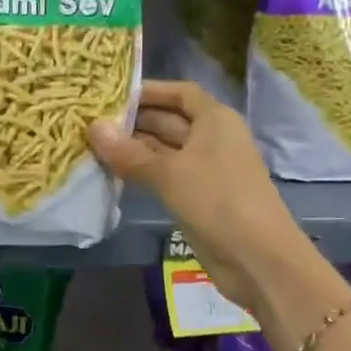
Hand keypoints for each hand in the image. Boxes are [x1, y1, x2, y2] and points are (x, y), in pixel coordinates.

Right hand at [89, 81, 298, 313]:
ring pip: (164, 150)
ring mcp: (206, 170)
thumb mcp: (169, 173)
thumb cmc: (218, 201)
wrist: (259, 260)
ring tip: (93, 145)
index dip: (150, 90)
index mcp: (215, 120)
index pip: (180, 93)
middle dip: (134, 120)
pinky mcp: (198, 197)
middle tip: (91, 122)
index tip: (113, 94)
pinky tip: (113, 172)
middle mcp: (212, 139)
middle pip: (169, 120)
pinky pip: (165, 175)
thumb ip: (129, 152)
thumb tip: (93, 127)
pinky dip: (141, 171)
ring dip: (134, 148)